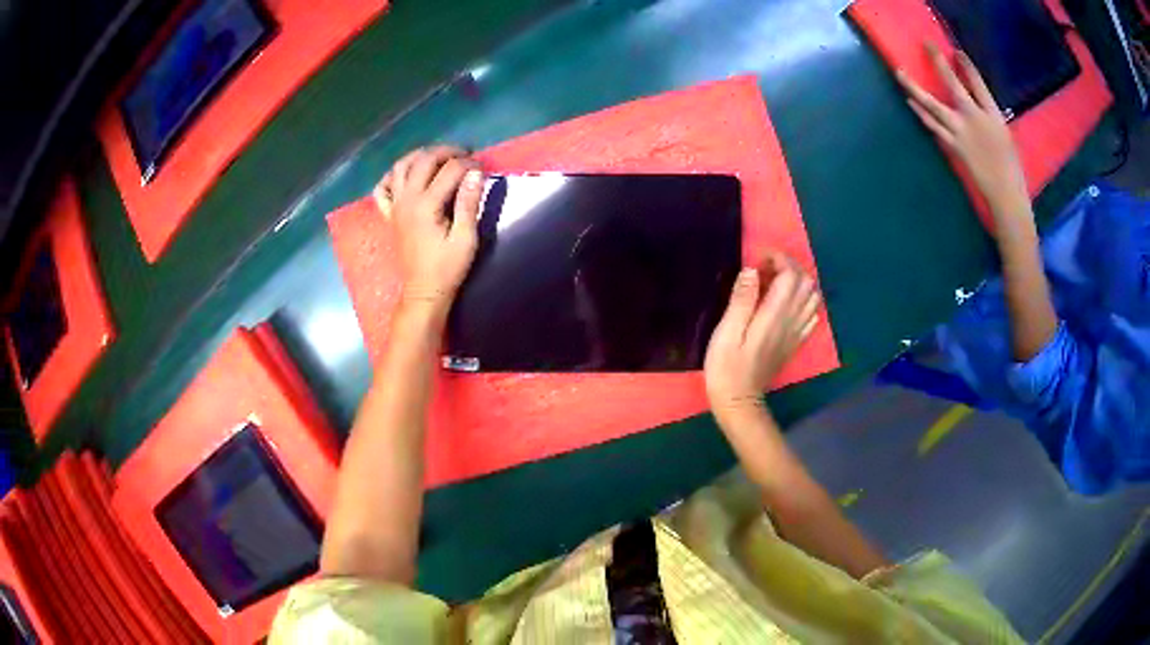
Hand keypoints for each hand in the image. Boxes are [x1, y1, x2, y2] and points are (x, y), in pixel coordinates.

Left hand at [373, 145, 484, 311]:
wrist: (424, 291)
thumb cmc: (448, 268)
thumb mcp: (466, 238)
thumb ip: (468, 203)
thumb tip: (476, 173)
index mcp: (426, 205)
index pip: (450, 170)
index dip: (469, 163)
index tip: (483, 166)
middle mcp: (407, 199)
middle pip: (424, 160)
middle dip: (447, 151)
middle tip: (465, 155)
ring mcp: (395, 206)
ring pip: (401, 166)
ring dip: (420, 155)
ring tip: (438, 157)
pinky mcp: (390, 214)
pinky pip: (382, 188)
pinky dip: (392, 176)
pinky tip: (406, 175)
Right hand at [704, 252, 819, 424]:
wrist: (739, 400)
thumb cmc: (726, 366)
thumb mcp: (726, 331)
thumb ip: (742, 299)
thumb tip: (752, 270)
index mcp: (775, 315)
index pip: (791, 275)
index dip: (778, 259)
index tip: (757, 260)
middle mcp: (792, 320)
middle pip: (806, 282)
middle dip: (789, 267)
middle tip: (765, 270)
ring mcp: (797, 332)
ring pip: (813, 296)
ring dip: (798, 282)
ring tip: (775, 283)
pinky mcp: (795, 342)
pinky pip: (812, 314)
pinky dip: (803, 300)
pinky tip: (786, 304)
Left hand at [897, 44, 1028, 216]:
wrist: (1007, 195)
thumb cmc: (1011, 167)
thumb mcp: (1004, 134)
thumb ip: (988, 115)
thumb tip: (974, 103)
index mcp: (993, 115)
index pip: (978, 83)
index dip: (966, 66)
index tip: (955, 51)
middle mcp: (975, 118)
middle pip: (953, 85)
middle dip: (938, 63)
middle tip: (927, 45)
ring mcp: (961, 132)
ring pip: (933, 105)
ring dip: (914, 88)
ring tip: (899, 72)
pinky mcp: (953, 146)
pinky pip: (933, 126)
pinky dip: (921, 113)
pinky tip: (910, 102)